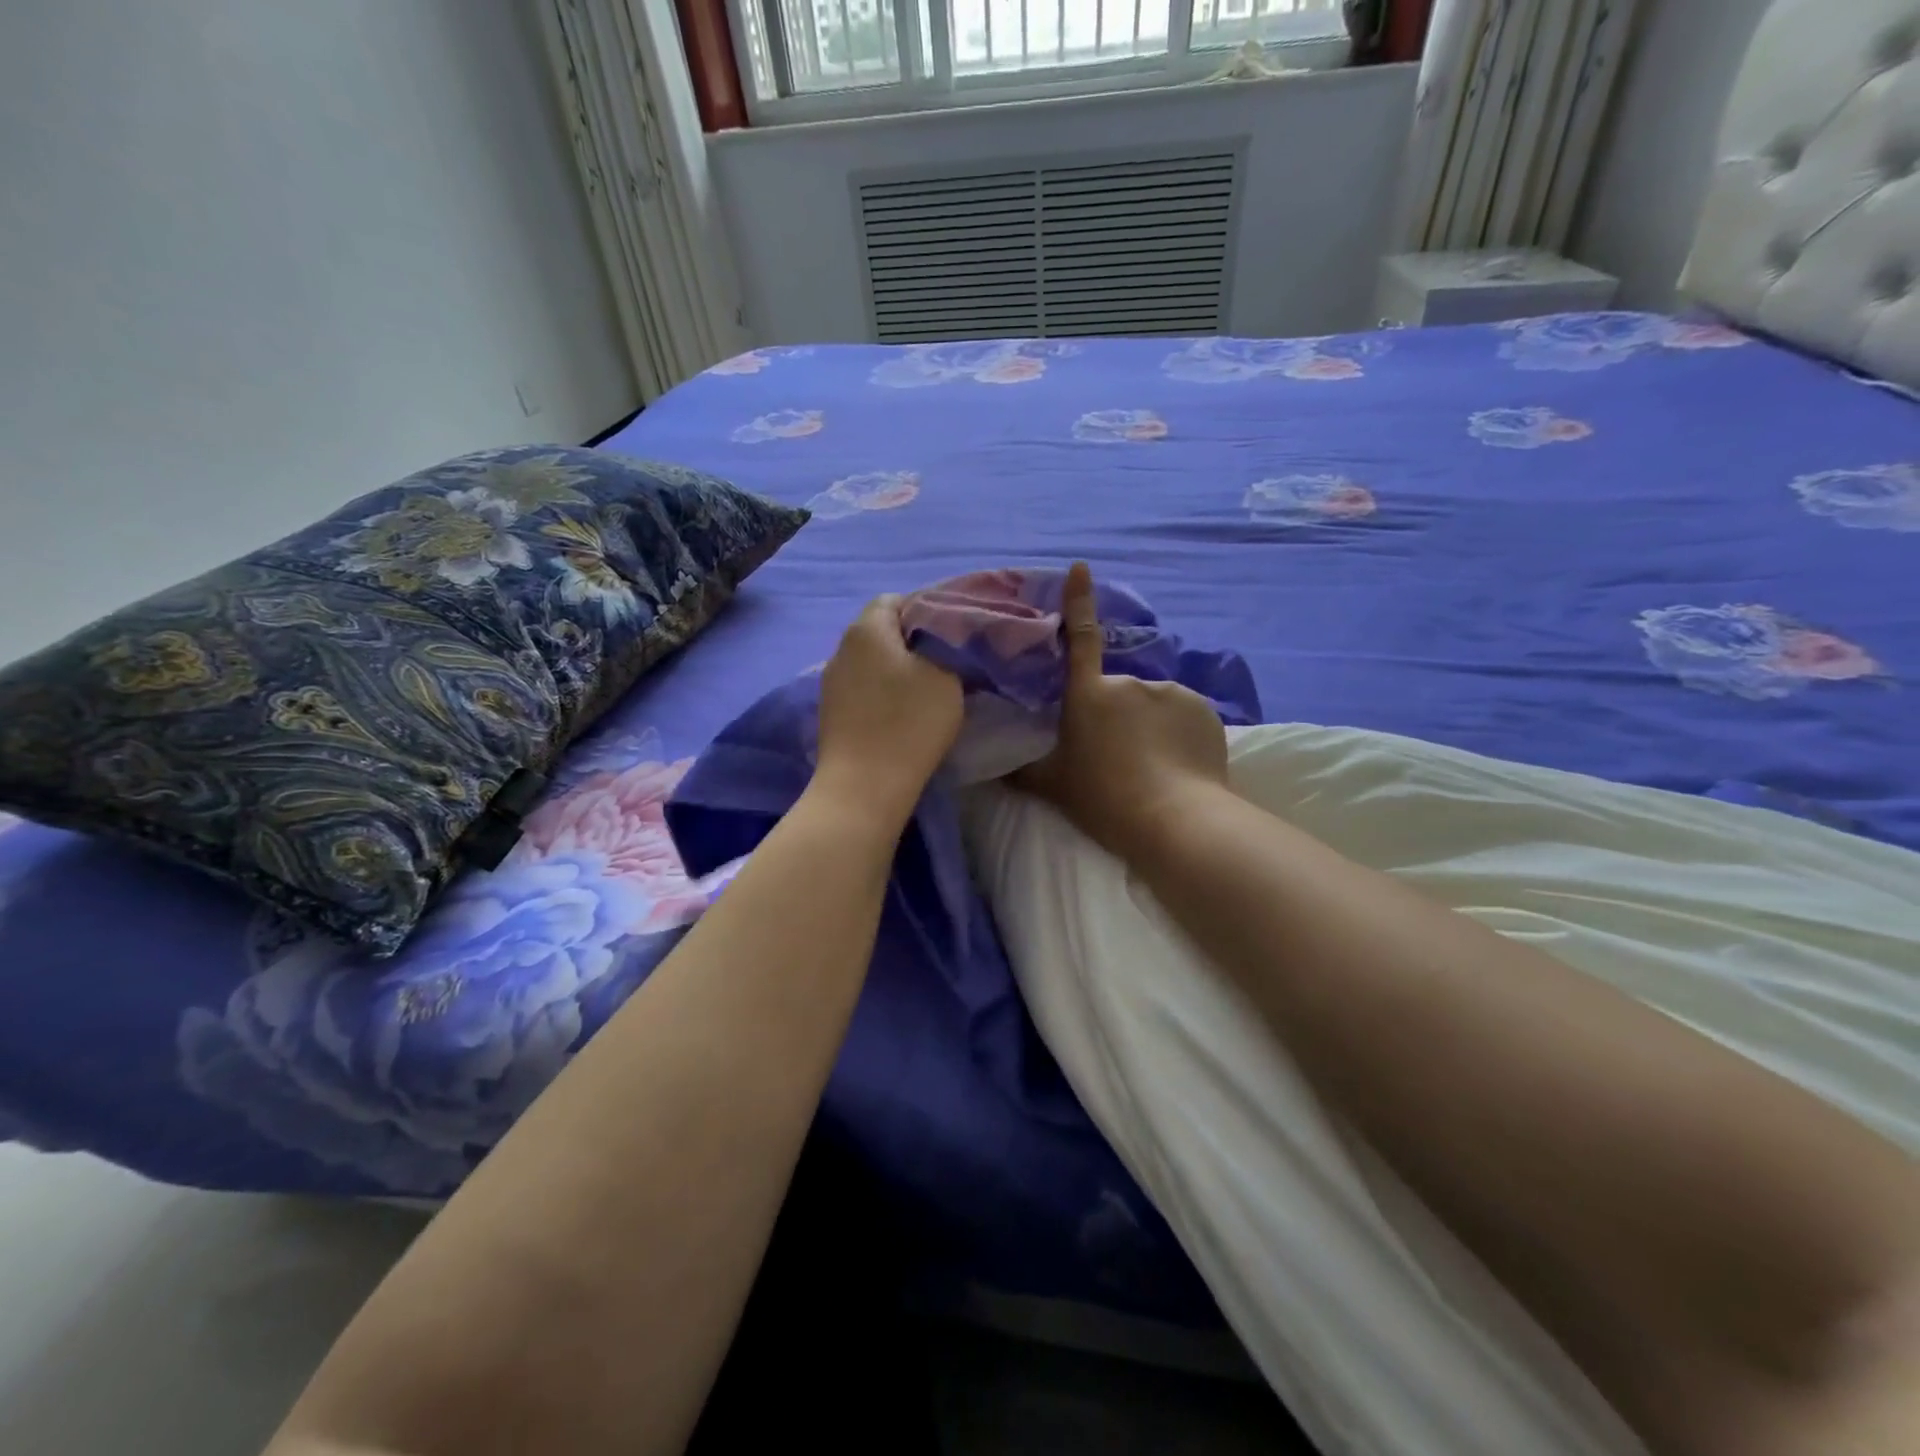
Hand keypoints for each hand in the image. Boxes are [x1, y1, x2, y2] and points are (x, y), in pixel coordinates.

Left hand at [815, 594, 963, 823]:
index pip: (896, 600)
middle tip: (946, 662)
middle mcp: (841, 648)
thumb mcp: (947, 677)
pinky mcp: (831, 712)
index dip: (926, 610)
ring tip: (926, 690)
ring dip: (896, 669)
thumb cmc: (910, 723)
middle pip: (881, 630)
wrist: (864, 786)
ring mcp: (831, 681)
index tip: (952, 634)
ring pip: (870, 661)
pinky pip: (862, 688)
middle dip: (912, 641)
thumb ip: (946, 647)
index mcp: (867, 628)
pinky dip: (883, 692)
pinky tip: (901, 713)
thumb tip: (941, 640)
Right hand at [1012, 562, 1228, 860]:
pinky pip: (1185, 717)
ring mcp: (1171, 692)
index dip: (1078, 601)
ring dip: (1151, 726)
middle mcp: (1129, 683)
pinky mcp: (1205, 711)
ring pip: (1154, 706)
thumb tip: (992, 767)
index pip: (1079, 639)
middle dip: (1119, 716)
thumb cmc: (1103, 799)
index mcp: (1089, 695)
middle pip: (1119, 693)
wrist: (1173, 820)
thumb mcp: (1052, 787)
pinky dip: (1180, 734)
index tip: (1080, 568)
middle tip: (1119, 759)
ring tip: (1153, 768)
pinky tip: (1179, 765)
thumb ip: (1021, 771)